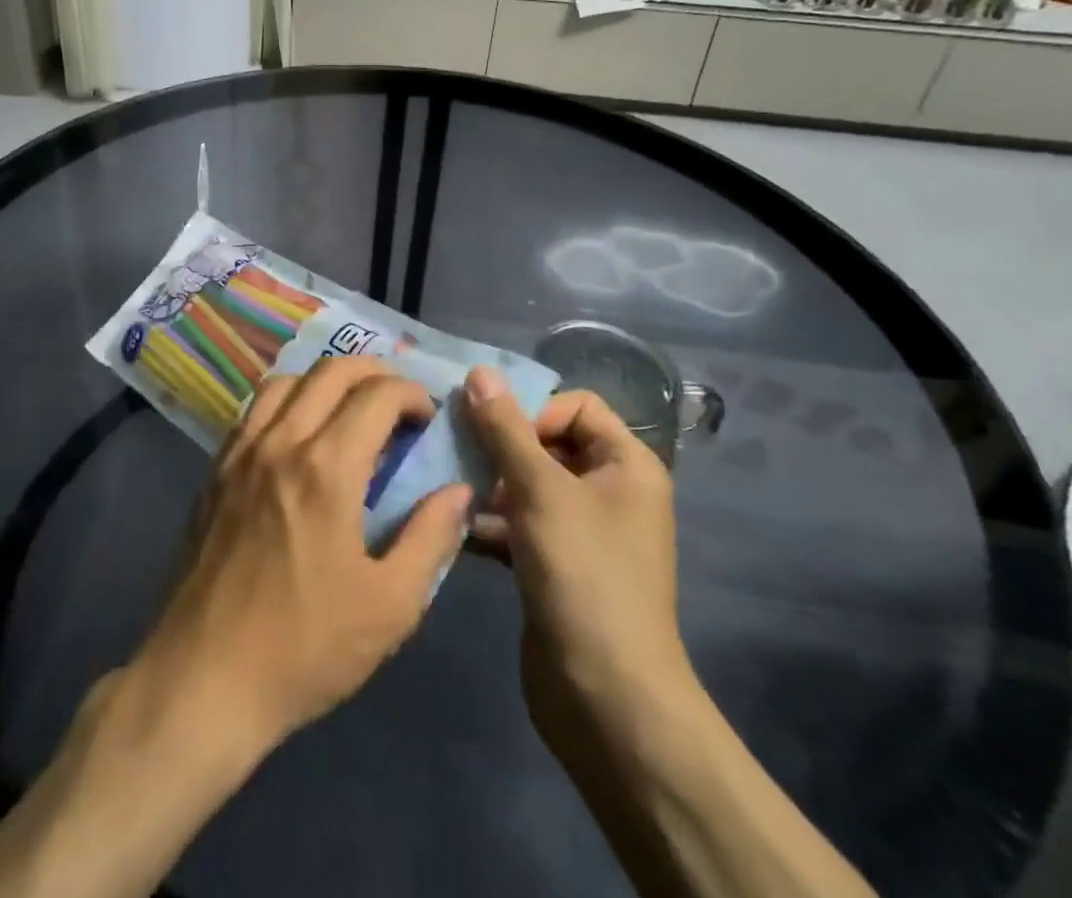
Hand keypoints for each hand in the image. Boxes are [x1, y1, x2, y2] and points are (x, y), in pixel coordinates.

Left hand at [130, 356, 472, 758]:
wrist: (205, 678)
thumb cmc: (305, 647)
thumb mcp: (390, 606)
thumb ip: (430, 538)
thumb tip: (458, 491)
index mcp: (327, 468)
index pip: (377, 395)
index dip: (412, 394)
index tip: (428, 418)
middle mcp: (281, 441)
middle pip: (330, 371)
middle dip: (374, 373)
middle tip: (398, 402)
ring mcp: (241, 452)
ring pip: (286, 380)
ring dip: (326, 380)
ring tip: (349, 409)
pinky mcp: (215, 470)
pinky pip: (254, 409)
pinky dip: (287, 400)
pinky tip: (299, 432)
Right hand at [462, 367, 697, 771]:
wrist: (607, 699)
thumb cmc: (584, 576)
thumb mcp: (541, 491)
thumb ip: (506, 429)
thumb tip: (480, 371)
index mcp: (626, 465)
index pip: (576, 405)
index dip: (534, 408)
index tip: (495, 433)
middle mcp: (608, 491)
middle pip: (546, 442)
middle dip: (499, 444)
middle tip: (455, 448)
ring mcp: (581, 532)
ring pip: (526, 484)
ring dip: (486, 481)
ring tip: (444, 482)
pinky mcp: (553, 566)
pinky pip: (517, 524)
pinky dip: (488, 520)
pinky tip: (449, 522)